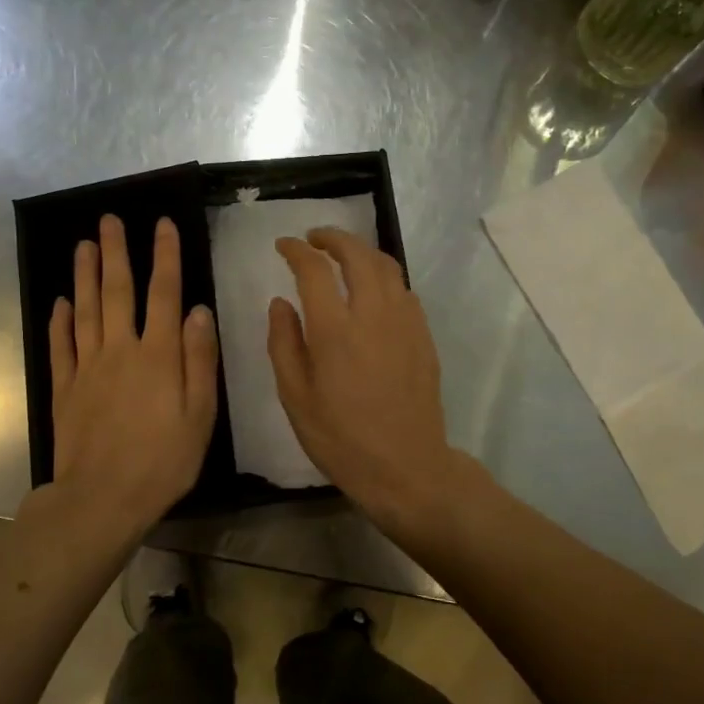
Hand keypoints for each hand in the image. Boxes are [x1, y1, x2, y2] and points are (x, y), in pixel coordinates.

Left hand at [47, 215, 219, 544]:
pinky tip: (60, 302)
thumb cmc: (164, 460)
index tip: (162, 224)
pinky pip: (61, 346)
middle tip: (109, 219)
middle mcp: (120, 350)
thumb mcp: (201, 414)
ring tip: (83, 245)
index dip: (165, 257)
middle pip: (117, 292)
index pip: (164, 294)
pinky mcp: (65, 389)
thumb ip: (200, 359)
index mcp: (159, 355)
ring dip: (84, 275)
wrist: (103, 498)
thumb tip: (199, 310)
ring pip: (85, 311)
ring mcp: (87, 368)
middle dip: (116, 253)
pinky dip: (60, 321)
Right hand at [266, 228, 471, 542]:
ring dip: (362, 252)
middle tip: (314, 239)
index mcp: (335, 330)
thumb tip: (280, 302)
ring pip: (387, 266)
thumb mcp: (295, 398)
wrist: (406, 466)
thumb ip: (284, 343)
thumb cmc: (341, 439)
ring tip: (344, 256)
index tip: (284, 245)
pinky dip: (384, 277)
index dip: (297, 250)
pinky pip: (404, 289)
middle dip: (333, 238)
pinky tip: (372, 291)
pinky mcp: (423, 335)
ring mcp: (405, 322)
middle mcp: (373, 314)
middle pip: (358, 254)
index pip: (314, 269)